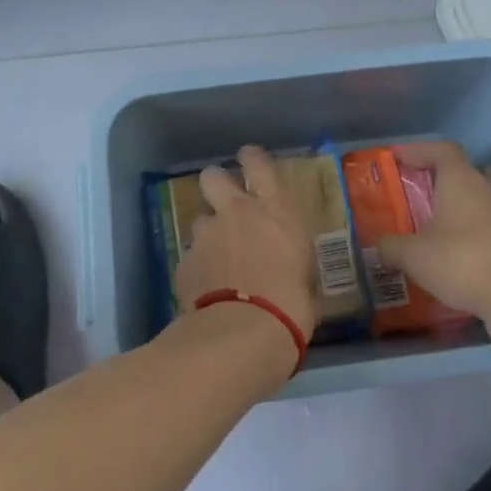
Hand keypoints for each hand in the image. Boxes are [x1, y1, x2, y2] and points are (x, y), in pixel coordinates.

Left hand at [175, 146, 321, 344]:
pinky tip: (205, 290)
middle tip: (224, 202)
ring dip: (208, 234)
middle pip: (213, 176)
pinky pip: (190, 256)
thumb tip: (288, 267)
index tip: (248, 159)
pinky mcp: (185, 261)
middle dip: (216, 184)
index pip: (259, 164)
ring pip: (200, 220)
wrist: (244, 332)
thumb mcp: (306, 276)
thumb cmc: (292, 305)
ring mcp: (206, 235)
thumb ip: (290, 259)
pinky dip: (197, 268)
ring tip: (217, 260)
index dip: (251, 157)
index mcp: (275, 210)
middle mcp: (237, 213)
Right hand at [376, 141, 490, 321]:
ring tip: (445, 222)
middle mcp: (488, 188)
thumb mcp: (415, 257)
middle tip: (428, 189)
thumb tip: (378, 246)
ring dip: (467, 202)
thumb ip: (392, 247)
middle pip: (470, 169)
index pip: (442, 150)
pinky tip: (466, 249)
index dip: (420, 150)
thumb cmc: (462, 261)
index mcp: (460, 180)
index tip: (400, 157)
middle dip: (448, 176)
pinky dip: (480, 227)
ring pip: (486, 195)